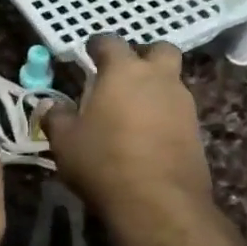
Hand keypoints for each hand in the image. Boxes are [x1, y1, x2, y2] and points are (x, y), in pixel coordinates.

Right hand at [41, 35, 212, 223]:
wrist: (159, 203)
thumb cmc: (104, 162)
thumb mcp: (65, 141)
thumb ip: (57, 117)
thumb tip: (50, 105)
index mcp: (123, 71)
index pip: (110, 41)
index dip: (97, 45)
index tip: (88, 54)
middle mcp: (158, 79)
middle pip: (159, 50)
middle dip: (143, 56)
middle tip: (124, 74)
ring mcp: (183, 104)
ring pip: (172, 81)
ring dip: (155, 87)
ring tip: (132, 110)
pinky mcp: (196, 131)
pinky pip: (178, 111)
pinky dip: (164, 115)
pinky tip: (148, 136)